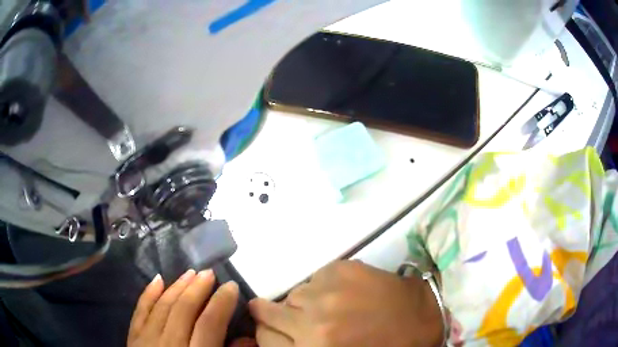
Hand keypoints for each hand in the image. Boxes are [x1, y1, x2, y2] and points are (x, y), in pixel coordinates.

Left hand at [128, 269, 255, 346]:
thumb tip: (248, 339)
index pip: (208, 325)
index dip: (221, 304)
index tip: (230, 286)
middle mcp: (168, 346)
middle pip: (183, 311)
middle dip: (198, 289)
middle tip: (210, 272)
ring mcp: (146, 340)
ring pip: (162, 307)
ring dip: (177, 287)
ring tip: (190, 272)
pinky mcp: (133, 338)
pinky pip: (140, 311)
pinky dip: (148, 294)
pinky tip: (157, 279)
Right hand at [250, 261, 442, 346]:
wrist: (421, 317)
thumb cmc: (381, 346)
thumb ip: (301, 346)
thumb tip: (277, 332)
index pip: (265, 336)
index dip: (269, 333)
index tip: (276, 329)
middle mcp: (313, 321)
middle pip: (269, 310)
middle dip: (276, 314)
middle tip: (296, 317)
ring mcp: (328, 291)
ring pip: (295, 293)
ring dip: (305, 301)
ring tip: (329, 306)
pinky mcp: (342, 268)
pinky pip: (316, 277)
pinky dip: (323, 286)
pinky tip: (345, 293)